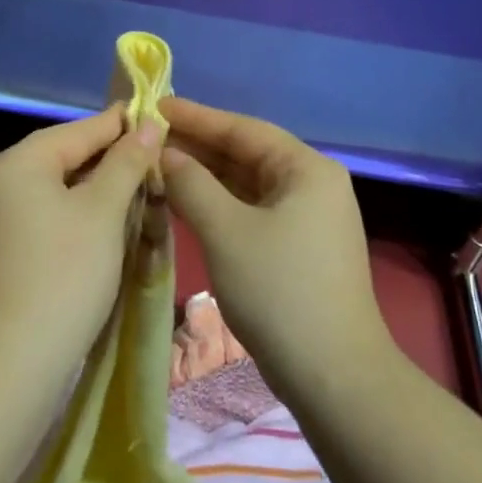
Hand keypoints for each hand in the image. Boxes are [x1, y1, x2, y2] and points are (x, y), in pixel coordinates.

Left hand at [0, 107, 162, 362]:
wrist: (15, 357)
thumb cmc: (66, 272)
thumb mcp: (104, 211)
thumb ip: (126, 162)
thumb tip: (147, 125)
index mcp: (18, 161)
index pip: (79, 130)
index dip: (121, 124)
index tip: (158, 117)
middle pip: (64, 156)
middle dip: (110, 158)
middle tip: (155, 158)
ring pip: (57, 186)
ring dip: (97, 187)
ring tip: (139, 187)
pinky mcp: (2, 246)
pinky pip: (46, 212)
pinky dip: (77, 211)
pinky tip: (107, 220)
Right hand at [158, 97, 385, 383]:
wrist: (333, 376)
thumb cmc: (279, 291)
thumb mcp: (225, 231)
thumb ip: (191, 184)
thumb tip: (166, 155)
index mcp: (306, 169)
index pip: (243, 128)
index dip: (196, 117)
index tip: (155, 106)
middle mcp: (312, 184)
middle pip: (246, 154)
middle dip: (197, 147)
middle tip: (148, 138)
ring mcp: (308, 218)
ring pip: (246, 184)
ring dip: (204, 177)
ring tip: (157, 166)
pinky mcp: (298, 247)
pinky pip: (252, 210)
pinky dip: (218, 204)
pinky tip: (184, 202)